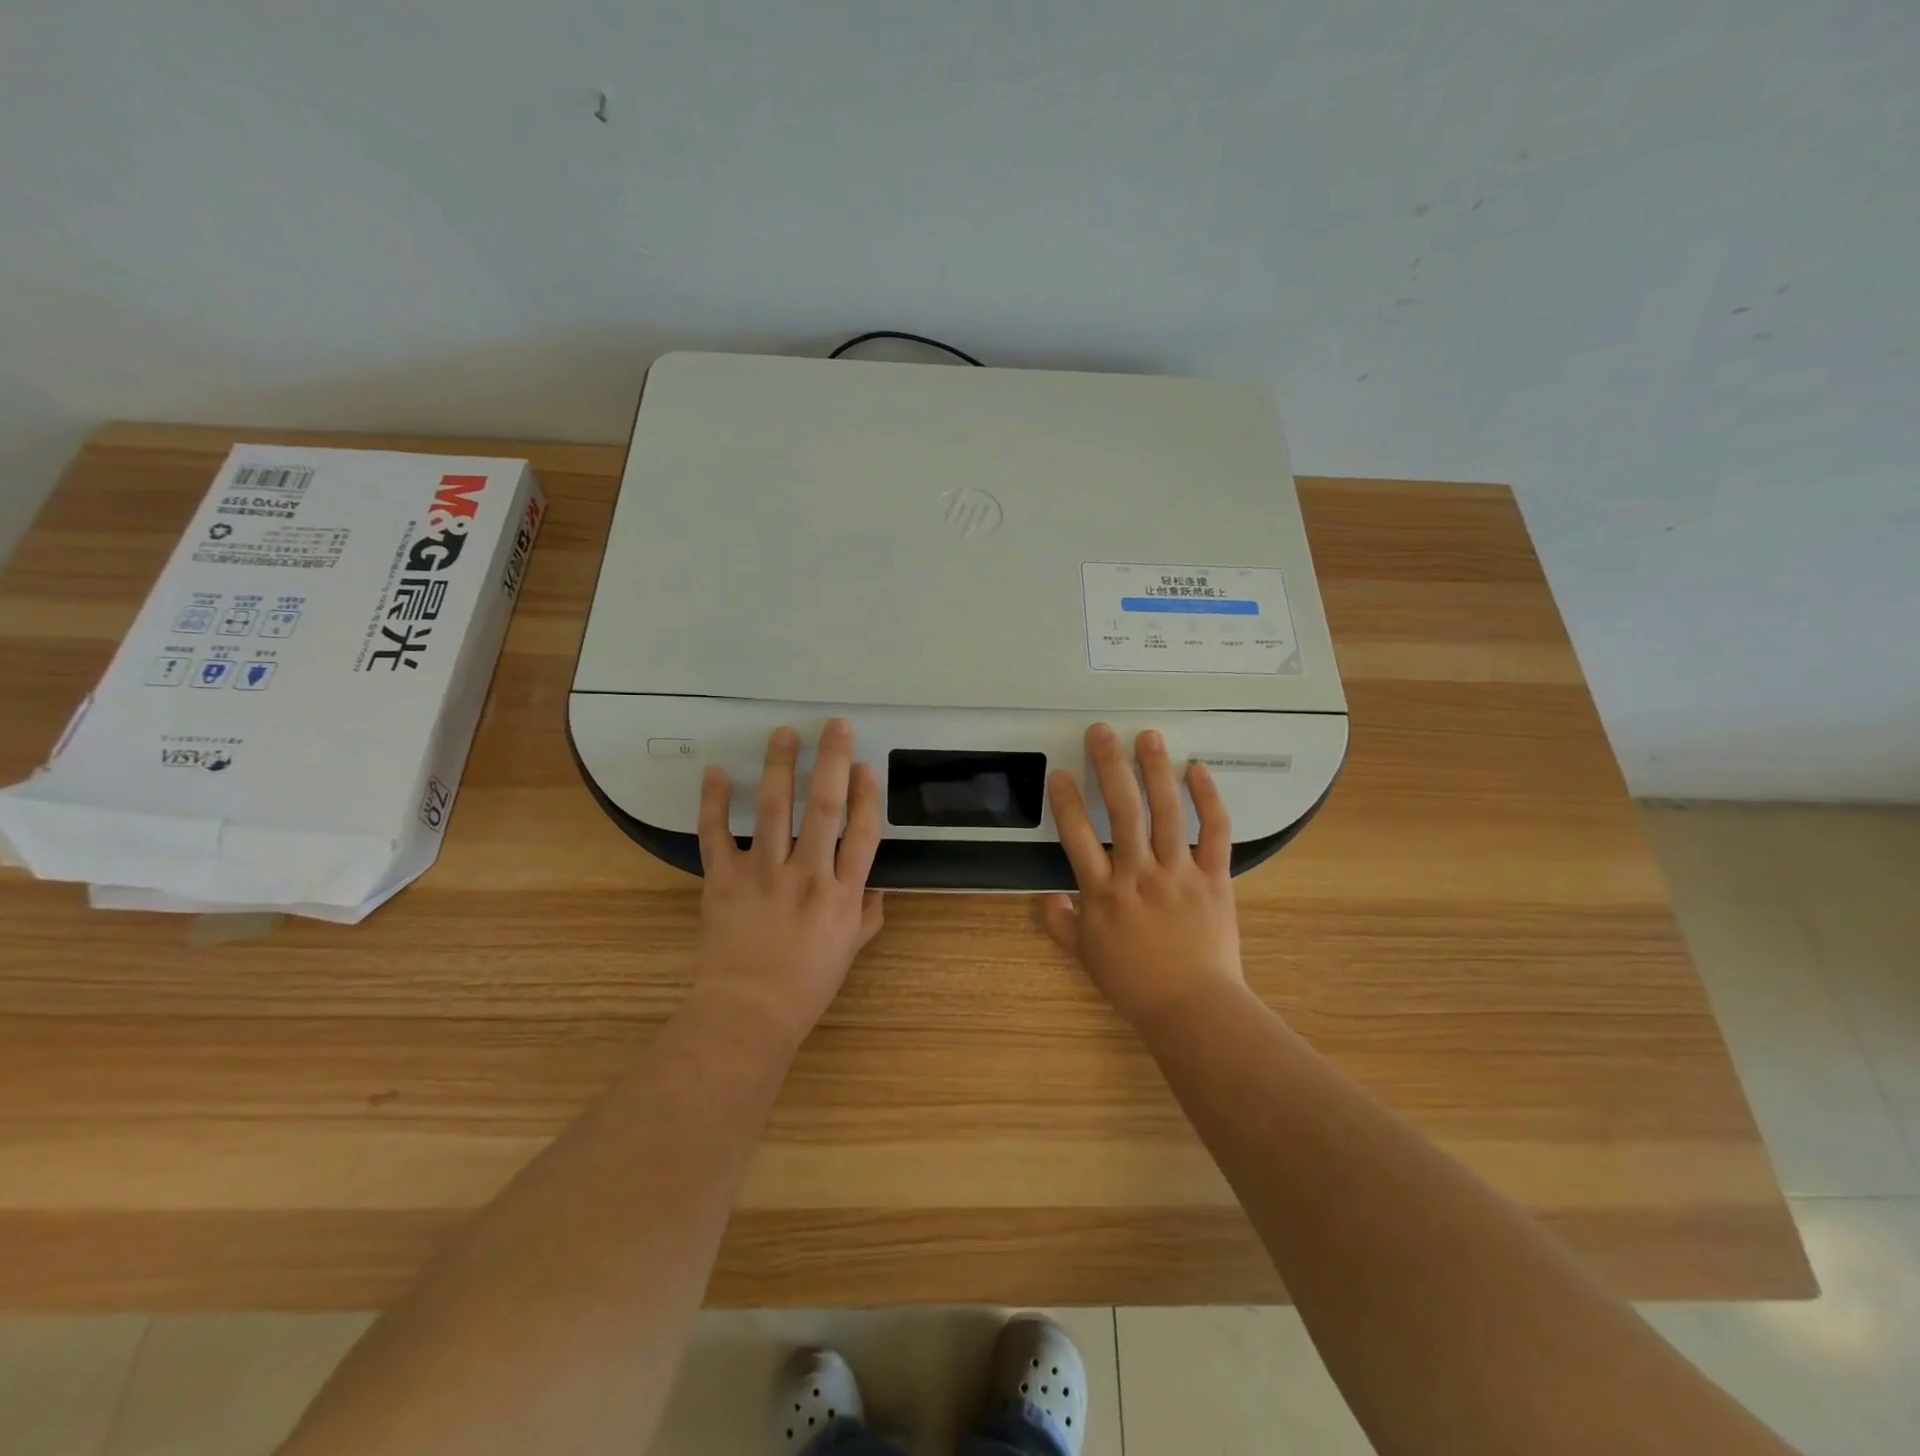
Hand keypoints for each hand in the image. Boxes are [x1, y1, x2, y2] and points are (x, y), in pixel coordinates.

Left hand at [693, 719, 884, 1045]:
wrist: (748, 1013)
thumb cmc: (806, 985)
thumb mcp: (849, 952)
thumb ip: (867, 915)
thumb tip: (878, 888)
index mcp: (843, 893)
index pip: (862, 832)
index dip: (866, 795)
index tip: (865, 765)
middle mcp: (808, 875)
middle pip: (824, 808)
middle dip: (831, 762)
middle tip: (834, 725)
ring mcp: (763, 874)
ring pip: (774, 810)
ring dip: (779, 767)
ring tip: (783, 734)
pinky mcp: (724, 880)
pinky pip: (715, 835)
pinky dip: (713, 803)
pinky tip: (716, 773)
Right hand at [1042, 723, 1244, 1030]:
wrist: (1193, 1009)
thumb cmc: (1134, 984)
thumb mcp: (1086, 957)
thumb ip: (1061, 925)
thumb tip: (1045, 899)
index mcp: (1103, 894)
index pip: (1077, 837)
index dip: (1066, 801)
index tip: (1060, 772)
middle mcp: (1138, 874)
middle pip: (1122, 811)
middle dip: (1109, 766)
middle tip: (1101, 732)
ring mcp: (1179, 873)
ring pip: (1166, 812)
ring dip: (1156, 770)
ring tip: (1148, 737)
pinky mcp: (1215, 878)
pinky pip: (1214, 832)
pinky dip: (1208, 800)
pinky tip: (1198, 770)